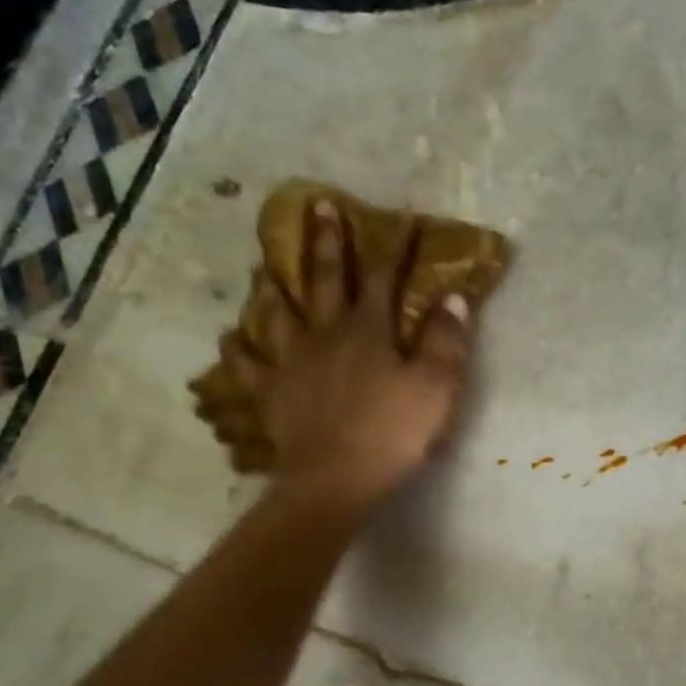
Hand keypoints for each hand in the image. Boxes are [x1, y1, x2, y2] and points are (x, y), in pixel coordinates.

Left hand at [229, 199, 472, 509]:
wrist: (337, 479)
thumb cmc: (394, 434)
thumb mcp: (436, 388)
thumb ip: (445, 341)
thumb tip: (453, 297)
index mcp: (369, 331)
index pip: (385, 279)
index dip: (396, 248)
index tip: (405, 220)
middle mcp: (326, 334)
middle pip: (325, 280)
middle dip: (327, 243)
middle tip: (318, 206)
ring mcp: (292, 362)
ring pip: (278, 314)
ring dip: (274, 287)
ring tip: (265, 268)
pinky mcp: (271, 393)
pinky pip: (249, 366)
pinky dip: (239, 350)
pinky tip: (232, 339)